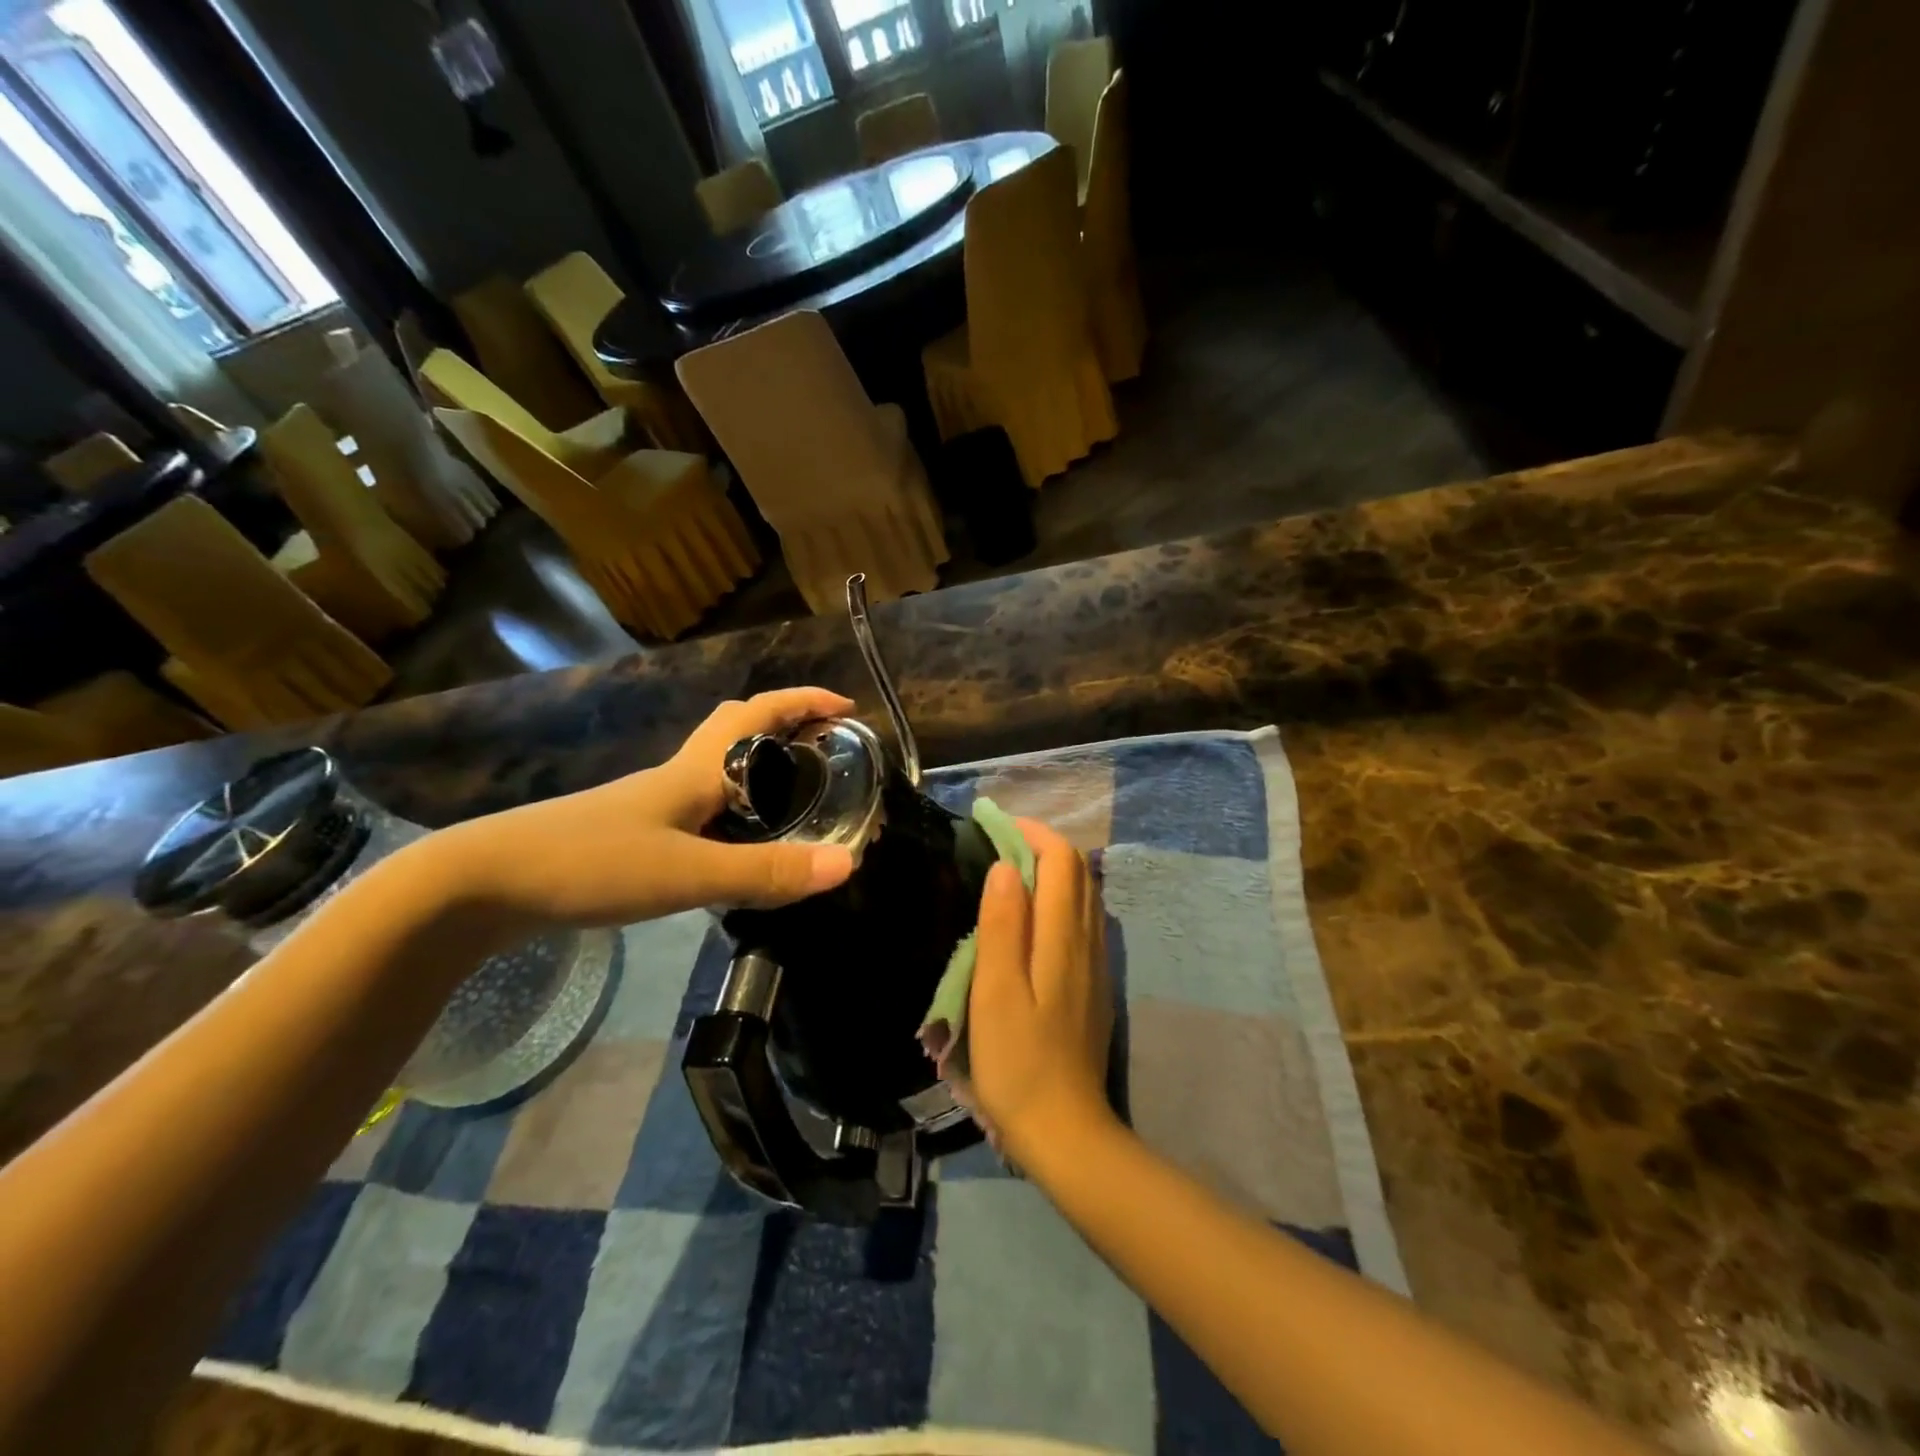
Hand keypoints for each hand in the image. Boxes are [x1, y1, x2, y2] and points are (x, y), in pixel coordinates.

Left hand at [438, 689, 857, 929]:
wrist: (484, 884)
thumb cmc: (590, 863)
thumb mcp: (687, 872)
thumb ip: (765, 871)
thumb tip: (846, 864)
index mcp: (695, 771)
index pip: (758, 714)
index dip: (804, 701)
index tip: (846, 707)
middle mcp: (677, 777)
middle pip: (737, 730)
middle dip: (785, 726)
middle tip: (824, 749)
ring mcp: (652, 805)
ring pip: (719, 770)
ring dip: (760, 768)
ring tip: (797, 798)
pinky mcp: (634, 834)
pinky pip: (701, 806)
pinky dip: (734, 810)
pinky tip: (739, 843)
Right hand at [966, 819, 1115, 1165]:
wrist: (1065, 1129)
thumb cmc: (1017, 1061)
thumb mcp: (995, 992)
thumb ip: (1002, 926)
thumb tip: (1006, 866)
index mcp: (1062, 938)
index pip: (1061, 861)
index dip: (1031, 833)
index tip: (993, 825)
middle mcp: (1087, 941)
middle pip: (1077, 872)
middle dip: (1041, 845)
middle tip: (997, 842)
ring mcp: (1096, 963)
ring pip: (1084, 895)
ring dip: (1052, 870)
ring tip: (1011, 870)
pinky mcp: (1094, 984)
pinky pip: (1083, 920)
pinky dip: (1059, 898)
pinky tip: (1032, 916)